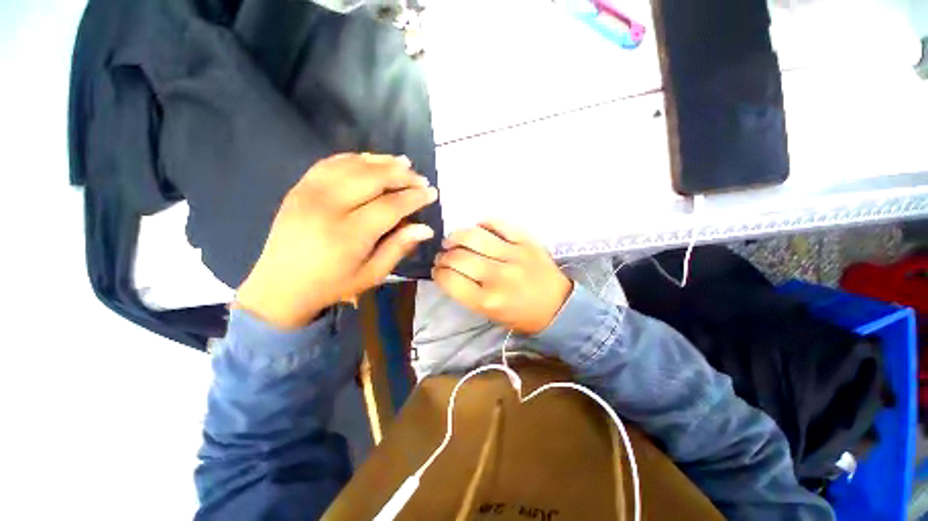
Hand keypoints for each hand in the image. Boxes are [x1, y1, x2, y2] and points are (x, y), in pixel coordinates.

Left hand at [235, 153, 437, 328]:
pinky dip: (354, 158)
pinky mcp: (299, 187)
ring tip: (403, 163)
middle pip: (372, 179)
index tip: (432, 193)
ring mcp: (309, 193)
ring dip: (381, 162)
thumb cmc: (332, 285)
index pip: (390, 206)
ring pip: (352, 165)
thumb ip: (399, 248)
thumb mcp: (372, 275)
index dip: (414, 197)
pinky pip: (330, 163)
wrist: (280, 286)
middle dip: (402, 175)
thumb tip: (426, 228)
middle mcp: (328, 207)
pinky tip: (370, 160)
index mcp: (349, 234)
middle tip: (420, 178)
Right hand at [433, 221, 571, 334]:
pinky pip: (498, 224)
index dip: (437, 273)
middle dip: (443, 256)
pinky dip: (483, 224)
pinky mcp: (526, 241)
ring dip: (456, 236)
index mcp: (487, 300)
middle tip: (443, 256)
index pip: (449, 280)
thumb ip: (467, 293)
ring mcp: (513, 255)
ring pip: (473, 236)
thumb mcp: (489, 315)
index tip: (437, 270)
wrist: (559, 308)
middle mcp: (498, 276)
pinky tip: (478, 230)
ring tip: (453, 241)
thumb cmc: (521, 316)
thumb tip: (448, 271)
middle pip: (458, 257)